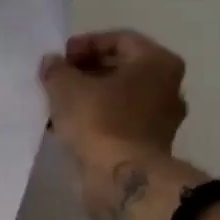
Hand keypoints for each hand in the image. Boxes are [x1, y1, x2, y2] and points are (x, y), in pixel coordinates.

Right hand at [40, 31, 196, 219]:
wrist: (121, 179)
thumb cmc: (100, 120)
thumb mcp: (66, 85)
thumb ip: (56, 68)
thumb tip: (53, 63)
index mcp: (158, 63)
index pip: (119, 40)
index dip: (85, 44)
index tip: (61, 58)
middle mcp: (166, 88)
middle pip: (119, 68)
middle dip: (85, 71)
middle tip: (56, 78)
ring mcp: (159, 119)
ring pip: (116, 97)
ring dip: (86, 97)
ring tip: (55, 102)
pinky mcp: (147, 145)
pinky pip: (116, 121)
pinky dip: (93, 119)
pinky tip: (64, 125)